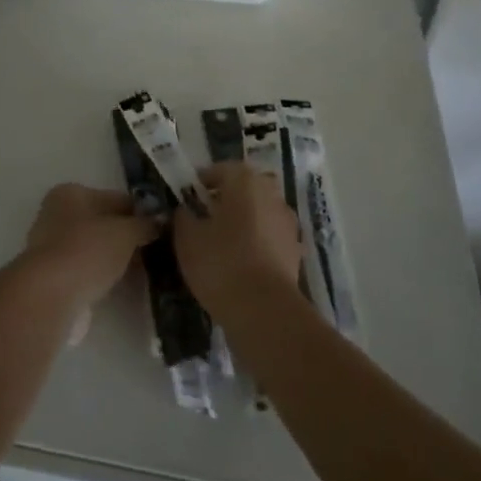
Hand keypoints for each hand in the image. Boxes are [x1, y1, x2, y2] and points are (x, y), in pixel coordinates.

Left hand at [23, 183, 158, 322]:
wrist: (51, 296)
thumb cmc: (88, 250)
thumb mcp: (125, 232)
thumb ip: (145, 225)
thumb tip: (161, 222)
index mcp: (71, 193)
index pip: (115, 198)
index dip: (140, 211)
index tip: (163, 226)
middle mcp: (58, 215)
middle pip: (103, 223)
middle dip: (129, 236)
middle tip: (159, 249)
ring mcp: (54, 248)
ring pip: (96, 248)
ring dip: (118, 257)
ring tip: (147, 269)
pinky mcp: (55, 278)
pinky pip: (89, 270)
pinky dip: (105, 276)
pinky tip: (126, 284)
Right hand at [174, 162, 302, 316]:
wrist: (265, 310)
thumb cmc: (221, 263)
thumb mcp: (187, 238)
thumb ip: (184, 216)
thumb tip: (187, 209)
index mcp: (244, 181)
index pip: (221, 169)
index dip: (202, 182)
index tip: (187, 199)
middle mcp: (270, 194)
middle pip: (245, 188)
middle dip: (226, 199)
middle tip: (204, 218)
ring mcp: (287, 222)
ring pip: (259, 212)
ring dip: (243, 221)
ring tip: (221, 244)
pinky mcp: (295, 250)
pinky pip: (270, 236)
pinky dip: (257, 243)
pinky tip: (241, 263)